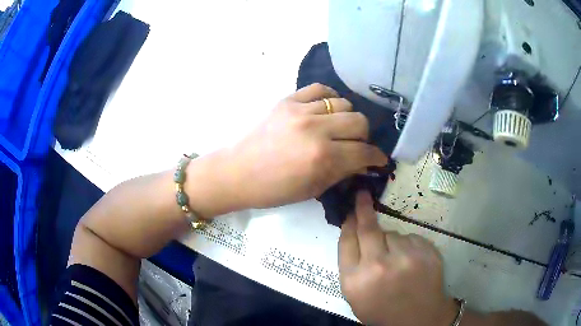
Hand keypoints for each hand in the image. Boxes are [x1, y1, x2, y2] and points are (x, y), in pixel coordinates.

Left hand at [226, 83, 387, 208]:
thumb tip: (364, 162)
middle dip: (364, 137)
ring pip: (344, 103)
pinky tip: (326, 110)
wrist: (239, 172)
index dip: (377, 157)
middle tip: (356, 146)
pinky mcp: (288, 100)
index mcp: (323, 158)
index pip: (364, 151)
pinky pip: (320, 89)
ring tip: (338, 128)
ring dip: (347, 119)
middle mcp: (316, 130)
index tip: (379, 159)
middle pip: (360, 122)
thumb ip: (343, 172)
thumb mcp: (313, 189)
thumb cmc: (275, 189)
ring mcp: (301, 110)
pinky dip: (329, 98)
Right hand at [338, 191, 456, 325]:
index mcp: (355, 280)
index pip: (347, 242)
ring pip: (393, 233)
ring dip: (390, 241)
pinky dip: (407, 245)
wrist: (418, 319)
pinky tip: (409, 262)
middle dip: (363, 209)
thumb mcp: (355, 295)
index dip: (347, 223)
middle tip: (362, 194)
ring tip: (396, 261)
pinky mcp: (426, 252)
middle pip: (368, 229)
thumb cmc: (382, 309)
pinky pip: (411, 238)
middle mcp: (379, 266)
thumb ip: (351, 265)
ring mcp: (406, 258)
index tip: (349, 210)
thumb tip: (353, 231)